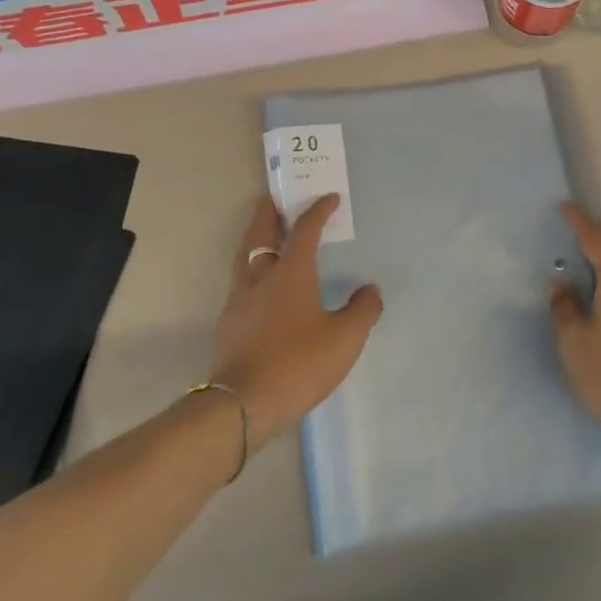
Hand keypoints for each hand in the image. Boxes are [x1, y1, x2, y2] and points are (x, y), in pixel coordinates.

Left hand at [211, 195, 383, 451]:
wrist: (244, 403)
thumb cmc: (299, 362)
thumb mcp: (345, 339)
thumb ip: (362, 310)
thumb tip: (370, 290)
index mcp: (291, 272)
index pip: (305, 229)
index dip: (318, 210)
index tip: (329, 197)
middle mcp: (261, 276)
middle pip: (260, 232)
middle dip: (269, 211)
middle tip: (274, 197)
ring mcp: (240, 298)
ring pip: (245, 255)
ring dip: (256, 237)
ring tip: (266, 234)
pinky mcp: (230, 321)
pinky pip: (241, 280)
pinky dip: (253, 268)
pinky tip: (261, 283)